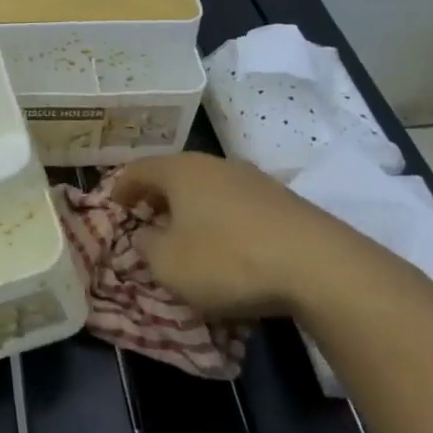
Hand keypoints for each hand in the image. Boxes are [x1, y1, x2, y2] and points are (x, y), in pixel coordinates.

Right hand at [112, 151, 393, 321]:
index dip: (121, 188)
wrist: (319, 267)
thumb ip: (147, 246)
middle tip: (146, 220)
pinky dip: (222, 219)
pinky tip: (227, 246)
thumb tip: (146, 234)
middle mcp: (215, 165)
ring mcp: (254, 180)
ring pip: (208, 188)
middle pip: (175, 175)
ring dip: (192, 208)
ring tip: (186, 235)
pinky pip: (237, 205)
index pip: (138, 170)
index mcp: (180, 171)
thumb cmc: (226, 260)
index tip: (113, 206)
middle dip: (157, 197)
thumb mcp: (168, 264)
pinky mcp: (283, 202)